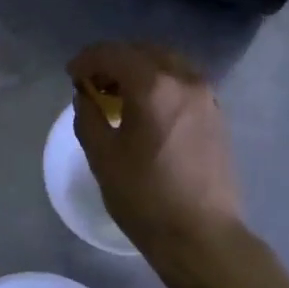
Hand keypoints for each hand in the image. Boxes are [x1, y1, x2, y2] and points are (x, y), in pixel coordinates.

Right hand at [68, 42, 243, 258]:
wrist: (202, 235)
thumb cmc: (145, 197)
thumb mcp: (102, 157)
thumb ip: (88, 117)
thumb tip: (86, 97)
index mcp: (154, 86)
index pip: (114, 54)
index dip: (87, 60)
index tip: (71, 76)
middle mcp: (185, 80)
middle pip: (143, 52)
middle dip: (114, 61)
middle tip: (92, 83)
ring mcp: (206, 96)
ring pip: (168, 64)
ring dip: (139, 70)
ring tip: (119, 94)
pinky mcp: (217, 115)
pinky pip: (183, 83)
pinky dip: (161, 83)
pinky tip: (147, 109)